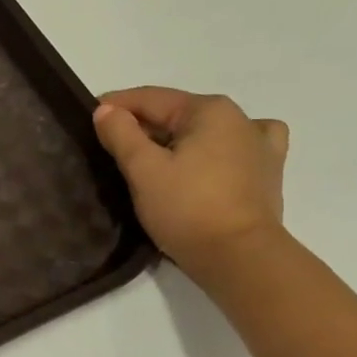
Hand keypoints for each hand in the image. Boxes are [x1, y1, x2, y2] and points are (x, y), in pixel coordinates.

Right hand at [93, 87, 289, 279]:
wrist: (239, 258)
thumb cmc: (187, 209)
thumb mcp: (144, 170)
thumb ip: (122, 134)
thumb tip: (106, 110)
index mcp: (209, 110)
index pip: (150, 98)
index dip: (115, 106)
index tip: (88, 117)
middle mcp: (240, 118)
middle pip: (177, 114)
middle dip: (143, 127)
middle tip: (110, 147)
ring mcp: (259, 145)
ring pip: (205, 132)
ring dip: (177, 139)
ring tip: (154, 160)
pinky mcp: (268, 174)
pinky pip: (236, 149)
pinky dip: (217, 149)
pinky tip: (210, 160)